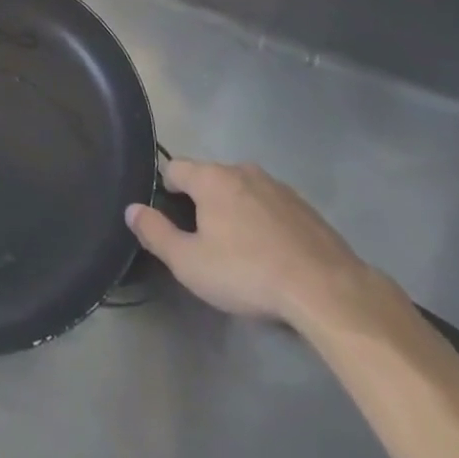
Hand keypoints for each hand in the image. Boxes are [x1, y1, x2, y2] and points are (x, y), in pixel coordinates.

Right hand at [126, 158, 377, 328]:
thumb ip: (155, 233)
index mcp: (211, 177)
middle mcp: (242, 170)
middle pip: (209, 179)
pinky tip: (272, 255)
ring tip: (240, 252)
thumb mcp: (189, 263)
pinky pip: (271, 206)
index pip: (175, 168)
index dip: (166, 191)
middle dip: (202, 204)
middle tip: (205, 243)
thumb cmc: (247, 272)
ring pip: (242, 191)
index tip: (171, 221)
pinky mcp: (305, 207)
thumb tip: (132, 209)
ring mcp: (277, 186)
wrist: (326, 289)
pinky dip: (264, 222)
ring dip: (235, 212)